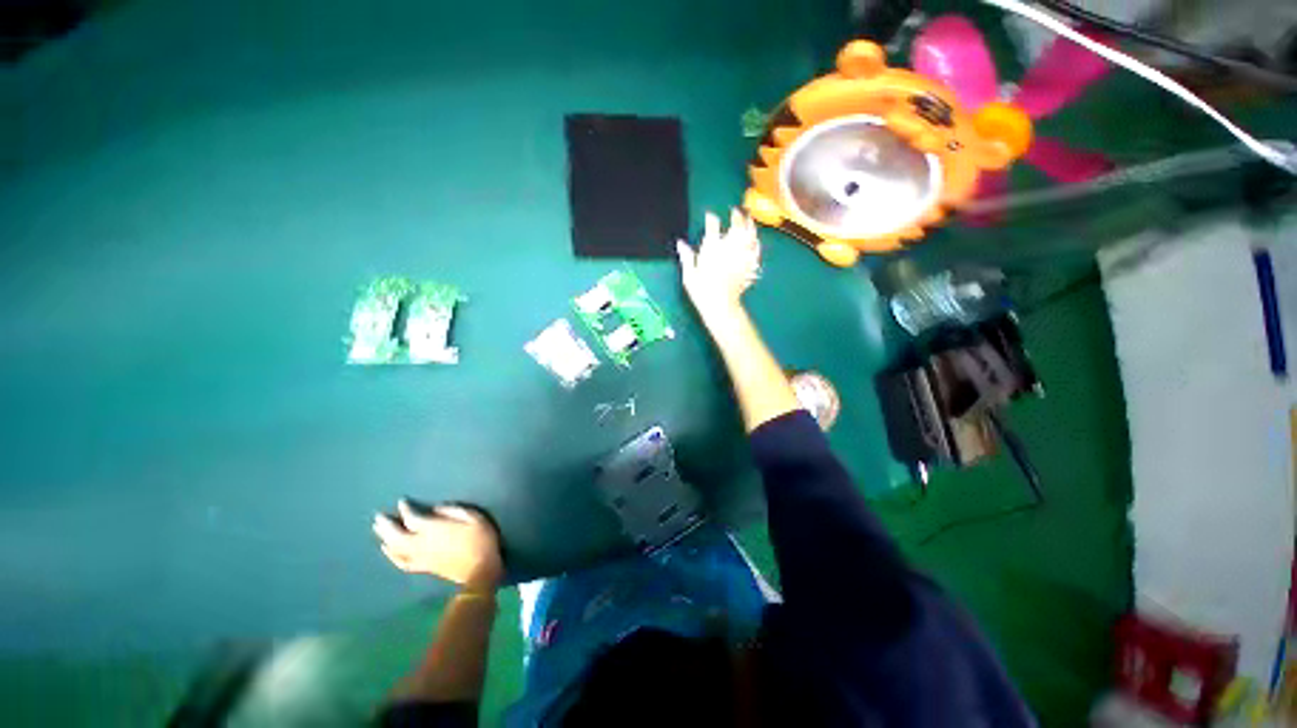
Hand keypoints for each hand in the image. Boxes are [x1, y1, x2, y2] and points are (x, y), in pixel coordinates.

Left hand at [373, 501, 503, 591]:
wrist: (480, 569)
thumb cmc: (480, 539)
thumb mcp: (474, 517)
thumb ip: (453, 510)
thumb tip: (435, 508)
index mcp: (434, 529)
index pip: (412, 517)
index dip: (405, 509)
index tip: (401, 502)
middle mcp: (421, 543)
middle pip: (396, 534)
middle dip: (386, 525)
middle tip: (378, 517)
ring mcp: (419, 557)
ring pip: (395, 548)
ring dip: (385, 538)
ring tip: (378, 530)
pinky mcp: (422, 567)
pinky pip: (401, 562)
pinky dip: (391, 555)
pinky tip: (387, 550)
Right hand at [676, 208, 761, 320]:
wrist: (720, 305)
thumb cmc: (702, 291)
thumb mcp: (689, 274)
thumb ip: (686, 256)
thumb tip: (680, 243)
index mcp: (711, 247)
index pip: (712, 226)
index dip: (711, 218)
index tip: (710, 216)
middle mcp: (729, 247)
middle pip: (735, 225)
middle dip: (736, 215)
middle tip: (735, 210)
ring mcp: (741, 255)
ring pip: (749, 235)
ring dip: (750, 225)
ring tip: (749, 219)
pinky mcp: (750, 265)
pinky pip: (755, 250)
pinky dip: (756, 243)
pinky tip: (756, 241)